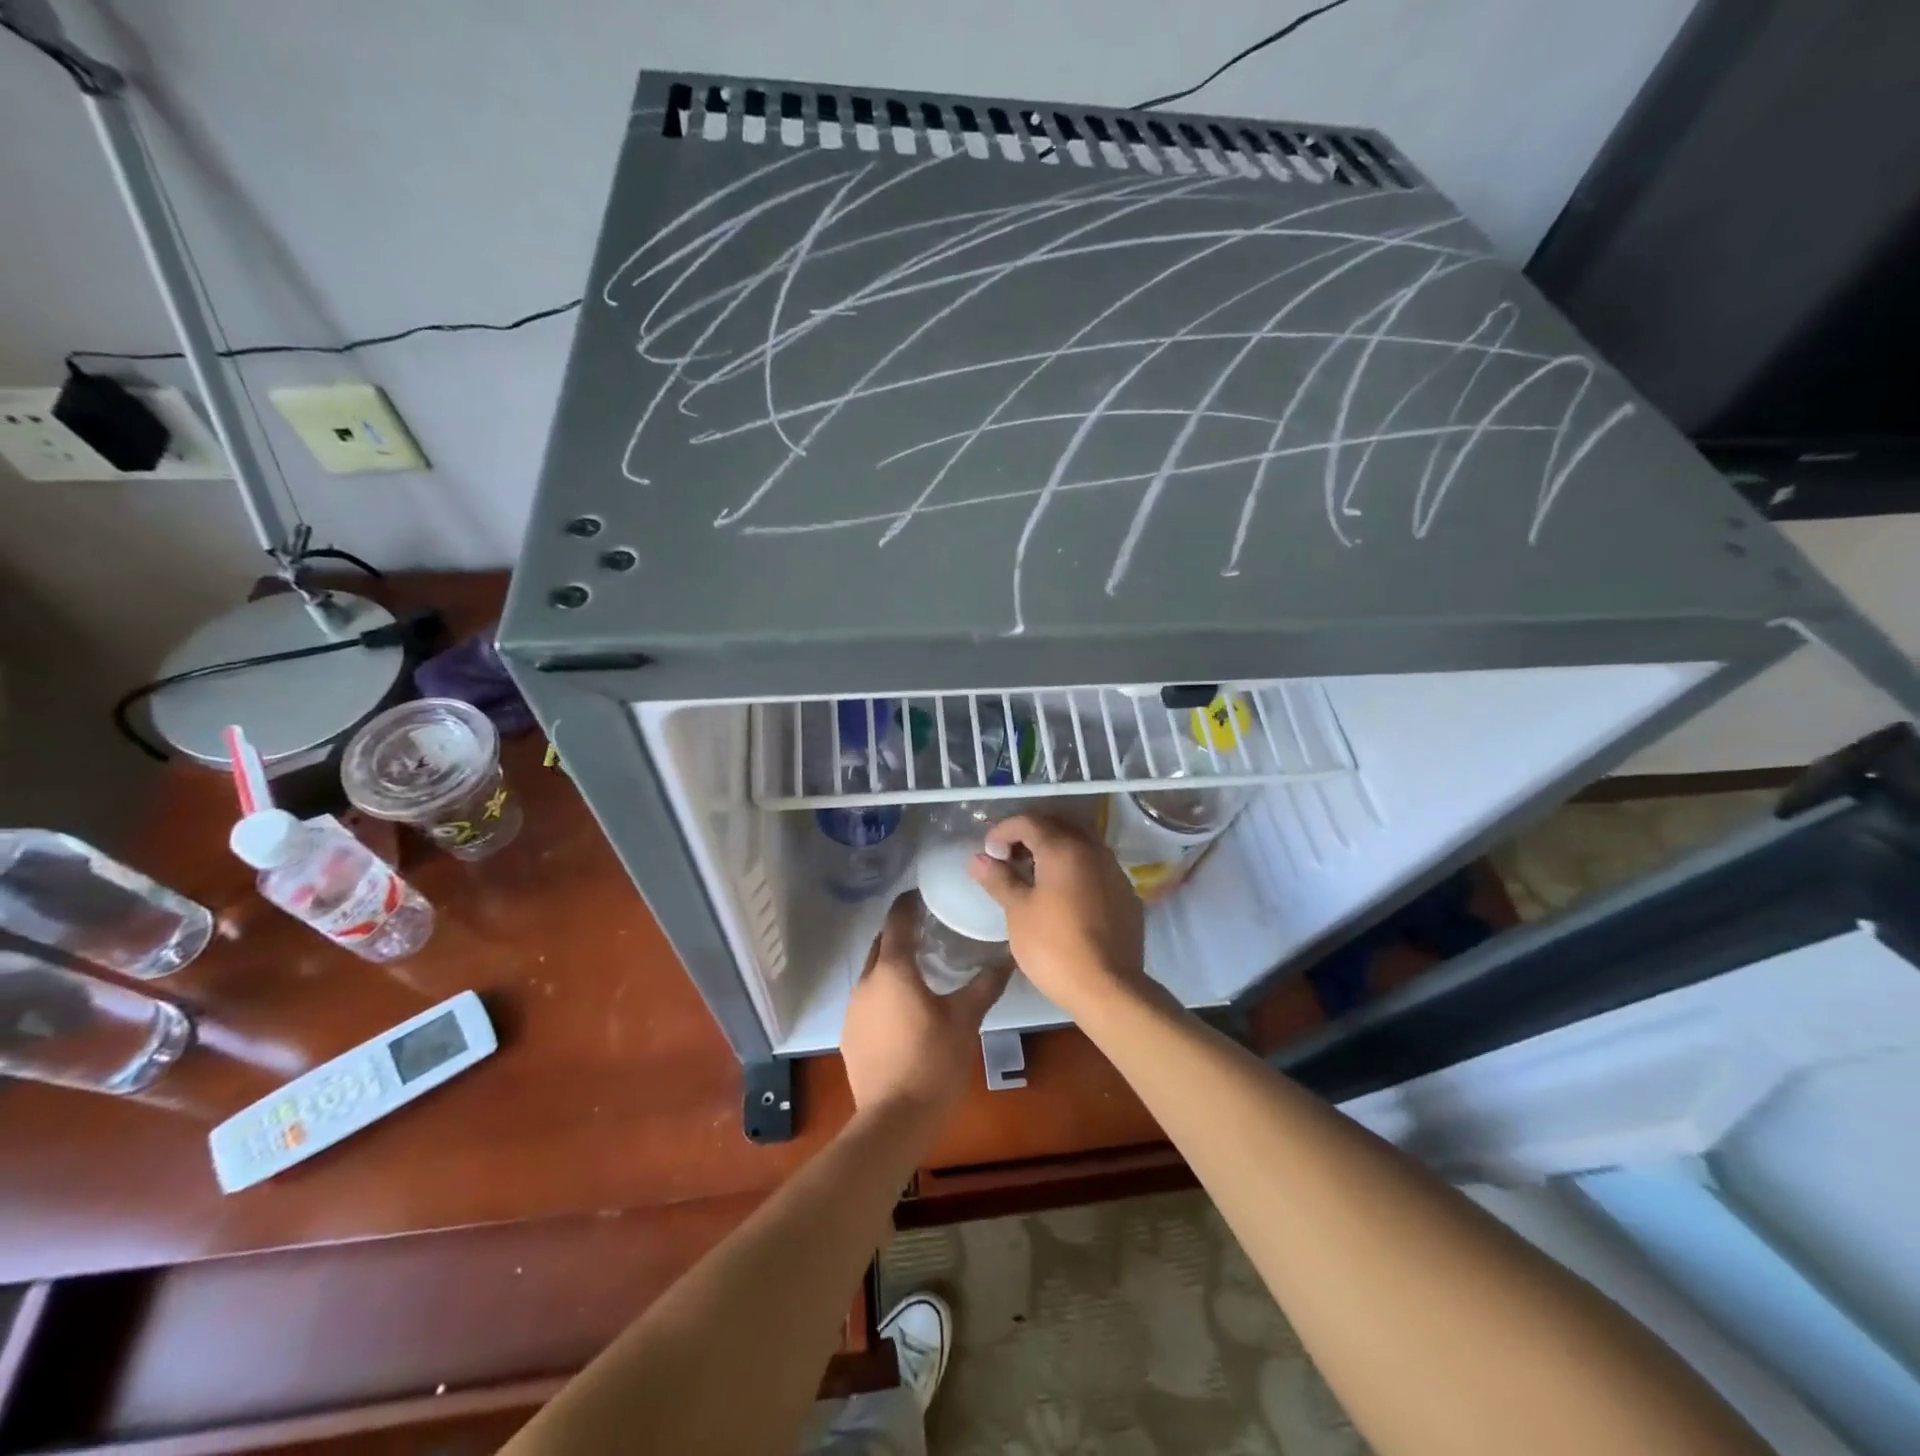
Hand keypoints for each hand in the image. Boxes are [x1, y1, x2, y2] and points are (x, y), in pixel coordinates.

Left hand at [841, 895, 1012, 1119]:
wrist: (894, 1120)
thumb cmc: (933, 1062)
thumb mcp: (966, 1020)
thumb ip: (985, 985)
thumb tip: (1007, 958)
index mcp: (893, 970)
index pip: (897, 921)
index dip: (908, 904)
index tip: (923, 894)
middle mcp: (866, 982)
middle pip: (881, 945)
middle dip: (900, 933)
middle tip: (928, 929)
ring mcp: (853, 1010)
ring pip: (873, 974)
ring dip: (892, 965)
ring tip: (920, 968)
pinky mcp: (849, 1036)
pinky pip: (867, 1000)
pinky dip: (884, 993)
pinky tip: (904, 1009)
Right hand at [969, 814, 1148, 1019]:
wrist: (1108, 988)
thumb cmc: (1054, 947)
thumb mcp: (1018, 912)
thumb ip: (999, 879)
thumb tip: (977, 859)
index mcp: (1063, 848)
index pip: (1028, 822)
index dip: (1002, 831)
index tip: (988, 853)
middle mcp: (1093, 850)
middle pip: (1057, 826)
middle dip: (1029, 836)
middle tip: (1008, 858)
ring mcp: (1114, 871)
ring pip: (1080, 844)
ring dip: (1054, 850)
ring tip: (1033, 875)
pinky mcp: (1126, 894)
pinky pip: (1096, 867)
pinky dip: (1075, 869)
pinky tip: (1063, 895)